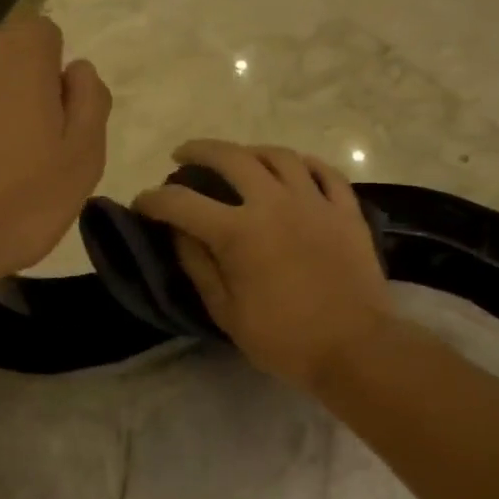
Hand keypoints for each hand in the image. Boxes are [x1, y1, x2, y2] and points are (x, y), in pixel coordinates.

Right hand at [134, 141, 391, 389]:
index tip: (142, 203)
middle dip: (199, 151)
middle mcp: (274, 202)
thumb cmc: (285, 338)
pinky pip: (324, 172)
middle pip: (231, 157)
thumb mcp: (227, 312)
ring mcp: (314, 201)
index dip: (154, 199)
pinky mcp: (346, 210)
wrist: (356, 347)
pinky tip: (294, 168)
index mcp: (238, 231)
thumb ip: (198, 266)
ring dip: (250, 151)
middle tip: (183, 157)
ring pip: (279, 155)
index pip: (182, 203)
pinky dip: (303, 164)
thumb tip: (179, 232)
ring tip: (238, 158)